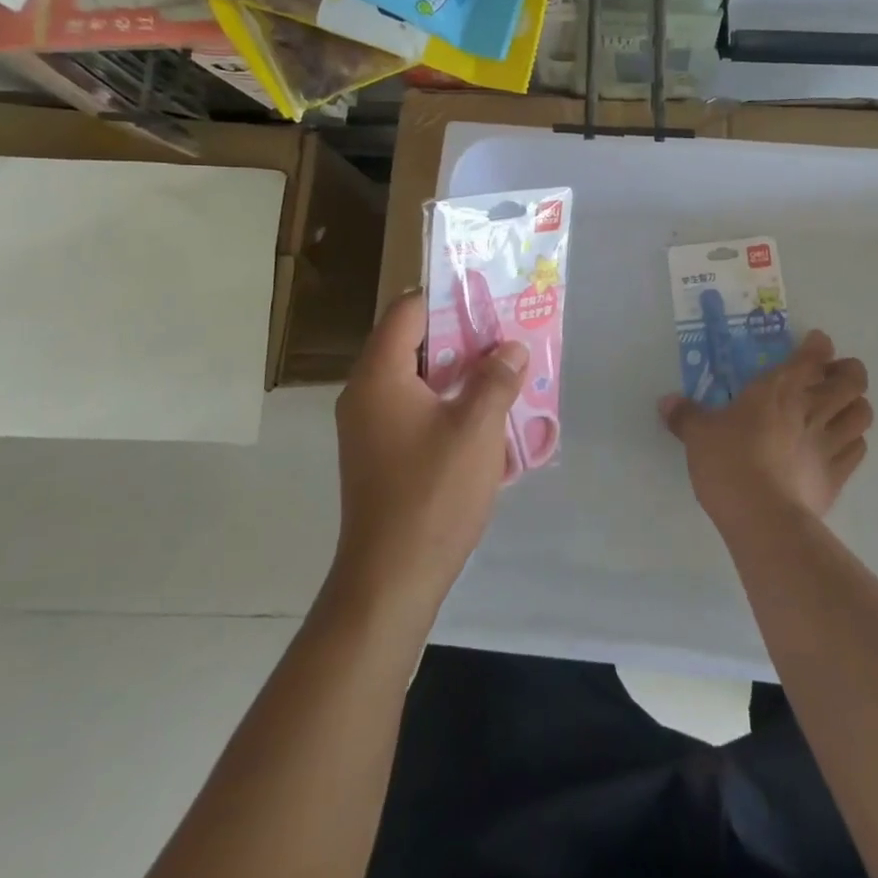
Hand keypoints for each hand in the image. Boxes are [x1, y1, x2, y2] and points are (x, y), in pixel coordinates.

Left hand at [331, 291, 526, 614]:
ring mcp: (369, 427)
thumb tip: (511, 348)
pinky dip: (448, 405)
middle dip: (463, 338)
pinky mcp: (380, 455)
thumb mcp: (477, 429)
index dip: (448, 298)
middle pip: (414, 344)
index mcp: (380, 376)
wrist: (391, 578)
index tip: (488, 299)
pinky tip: (486, 421)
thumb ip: (497, 379)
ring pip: (418, 380)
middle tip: (507, 336)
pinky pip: (415, 411)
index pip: (408, 311)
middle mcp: (366, 394)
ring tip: (506, 373)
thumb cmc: (433, 494)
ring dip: (460, 374)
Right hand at [660, 330, 872, 526]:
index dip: (819, 345)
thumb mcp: (698, 435)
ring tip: (842, 409)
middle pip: (853, 379)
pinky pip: (859, 451)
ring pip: (863, 413)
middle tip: (835, 376)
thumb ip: (685, 415)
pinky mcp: (838, 476)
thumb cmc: (728, 462)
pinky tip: (841, 446)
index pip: (813, 355)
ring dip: (856, 406)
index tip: (817, 344)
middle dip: (849, 372)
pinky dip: (854, 443)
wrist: (761, 516)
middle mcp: (812, 408)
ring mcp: (830, 442)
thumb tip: (666, 402)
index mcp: (779, 388)